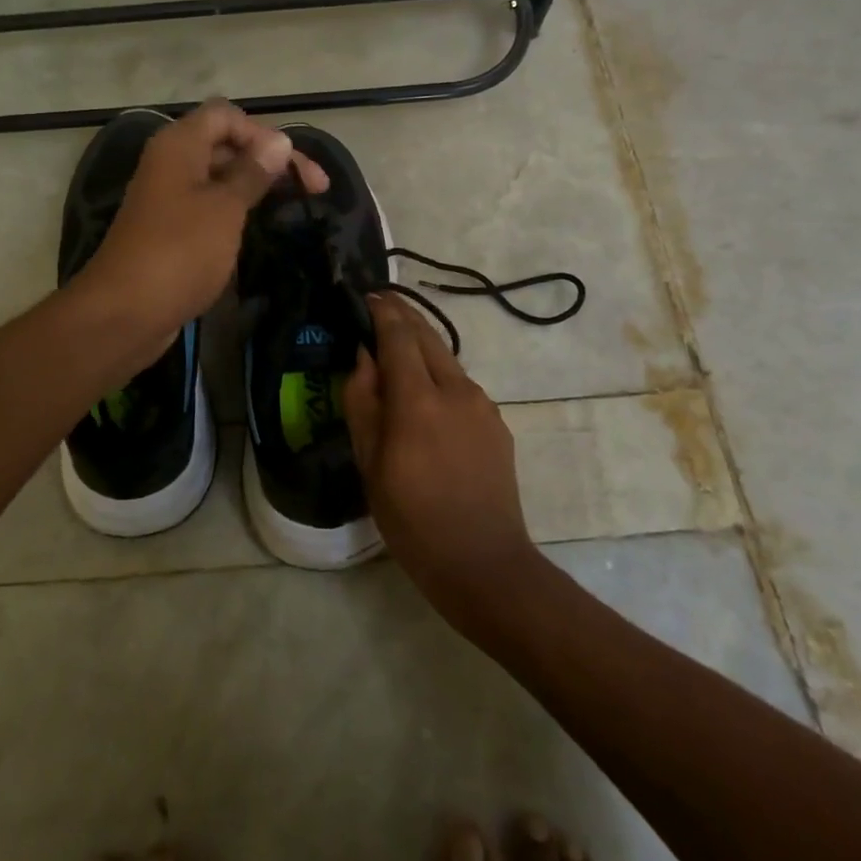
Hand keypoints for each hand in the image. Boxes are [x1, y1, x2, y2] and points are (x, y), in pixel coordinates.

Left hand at [77, 101, 327, 352]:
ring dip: (256, 184)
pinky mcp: (170, 229)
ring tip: (295, 204)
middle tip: (315, 188)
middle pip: (225, 143)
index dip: (264, 134)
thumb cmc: (180, 251)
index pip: (226, 115)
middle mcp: (171, 163)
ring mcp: (168, 197)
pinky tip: (259, 225)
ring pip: (219, 176)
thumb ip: (253, 172)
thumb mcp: (225, 208)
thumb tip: (279, 141)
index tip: (296, 167)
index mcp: (179, 145)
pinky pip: (208, 205)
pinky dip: (236, 209)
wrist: (125, 312)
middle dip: (269, 159)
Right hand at [344, 294, 539, 628]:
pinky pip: (462, 386)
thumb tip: (363, 357)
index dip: (382, 311)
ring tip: (397, 348)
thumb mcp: (370, 464)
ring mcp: (483, 406)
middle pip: (428, 336)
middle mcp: (456, 391)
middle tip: (380, 305)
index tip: (366, 297)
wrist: (483, 563)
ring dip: (422, 345)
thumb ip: (363, 402)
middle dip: (404, 316)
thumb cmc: (412, 519)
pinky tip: (426, 395)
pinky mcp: (497, 423)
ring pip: (447, 359)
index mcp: (418, 401)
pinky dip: (439, 375)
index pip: (399, 335)